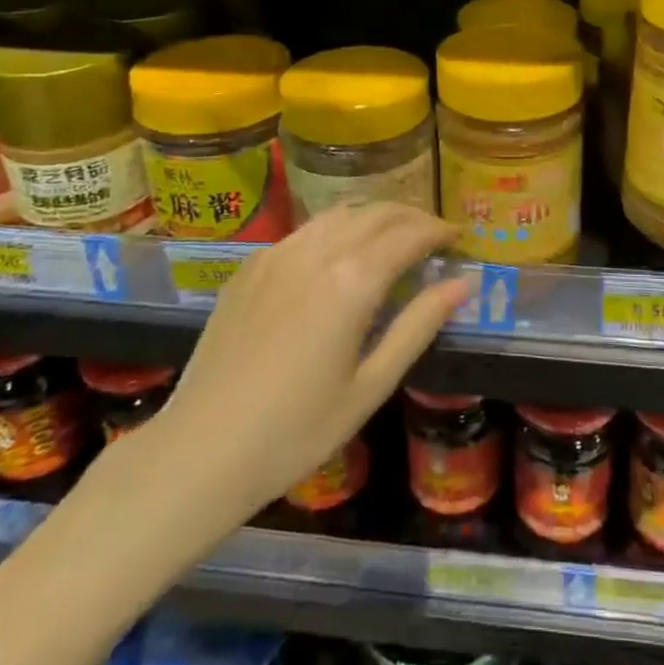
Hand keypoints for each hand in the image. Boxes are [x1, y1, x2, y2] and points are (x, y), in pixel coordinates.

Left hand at [142, 204, 467, 527]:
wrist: (200, 451)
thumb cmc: (297, 431)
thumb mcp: (371, 386)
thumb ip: (419, 325)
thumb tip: (463, 283)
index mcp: (352, 280)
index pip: (409, 234)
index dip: (439, 231)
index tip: (458, 237)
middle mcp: (317, 251)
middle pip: (377, 212)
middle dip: (412, 217)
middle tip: (433, 236)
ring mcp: (277, 253)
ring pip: (339, 213)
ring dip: (374, 217)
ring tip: (392, 239)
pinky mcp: (250, 266)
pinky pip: (304, 231)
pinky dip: (335, 230)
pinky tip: (337, 258)